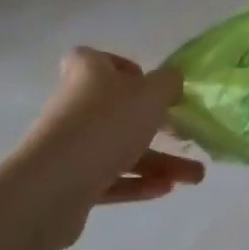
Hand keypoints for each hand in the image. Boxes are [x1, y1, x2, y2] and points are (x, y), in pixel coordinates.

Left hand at [18, 49, 202, 242]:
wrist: (54, 187)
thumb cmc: (107, 125)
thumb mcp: (152, 94)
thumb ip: (169, 82)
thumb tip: (171, 82)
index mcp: (88, 73)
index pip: (96, 59)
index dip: (120, 67)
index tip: (145, 82)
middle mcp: (74, 105)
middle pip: (118, 110)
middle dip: (157, 125)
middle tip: (185, 135)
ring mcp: (70, 145)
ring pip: (120, 148)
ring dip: (158, 161)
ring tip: (194, 178)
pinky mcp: (69, 182)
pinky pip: (109, 178)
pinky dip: (137, 183)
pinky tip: (166, 190)